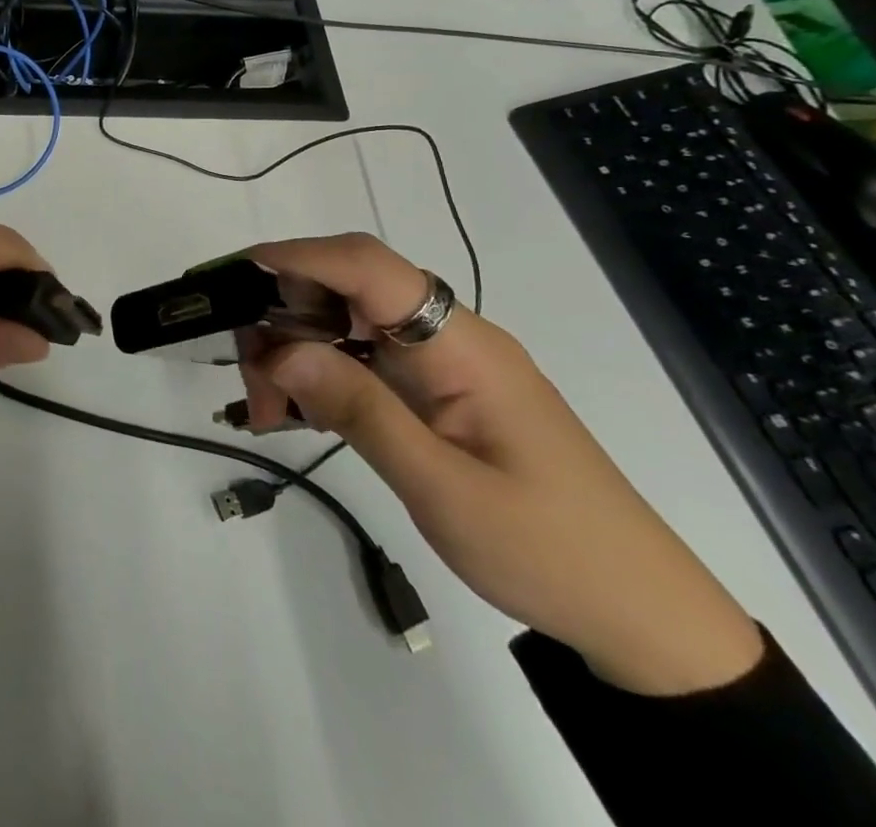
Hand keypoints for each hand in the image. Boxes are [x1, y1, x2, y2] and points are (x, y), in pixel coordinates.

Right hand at [239, 233, 763, 695]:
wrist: (642, 618)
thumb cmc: (550, 551)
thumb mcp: (444, 489)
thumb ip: (361, 411)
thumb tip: (282, 349)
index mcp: (461, 345)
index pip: (369, 267)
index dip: (298, 257)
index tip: (234, 274)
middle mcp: (447, 338)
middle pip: (346, 290)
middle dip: (283, 317)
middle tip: (248, 381)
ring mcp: (439, 365)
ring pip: (345, 325)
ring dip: (295, 352)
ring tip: (265, 408)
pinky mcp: (433, 392)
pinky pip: (360, 361)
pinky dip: (319, 376)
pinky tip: (295, 410)